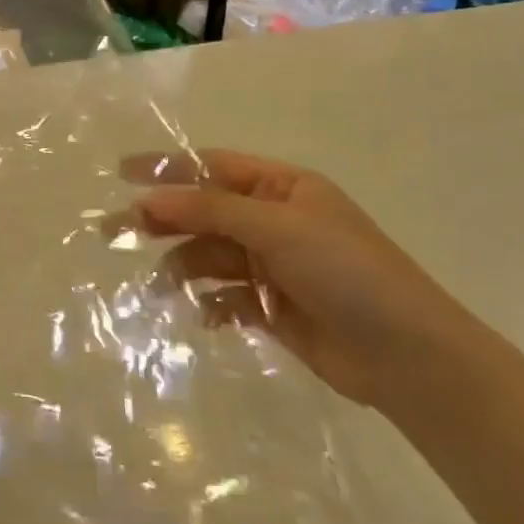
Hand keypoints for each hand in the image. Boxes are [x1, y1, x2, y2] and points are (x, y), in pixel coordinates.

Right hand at [122, 150, 475, 408]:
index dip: (167, 168)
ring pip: (211, 257)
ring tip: (162, 287)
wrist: (407, 356)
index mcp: (282, 188)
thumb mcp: (277, 227)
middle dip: (164, 219)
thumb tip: (148, 198)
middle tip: (116, 230)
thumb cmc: (346, 272)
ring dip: (184, 267)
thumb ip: (210, 210)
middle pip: (205, 212)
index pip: (213, 167)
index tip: (121, 173)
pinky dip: (211, 304)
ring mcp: (273, 265)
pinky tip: (205, 316)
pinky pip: (226, 297)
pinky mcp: (272, 308)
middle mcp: (274, 221)